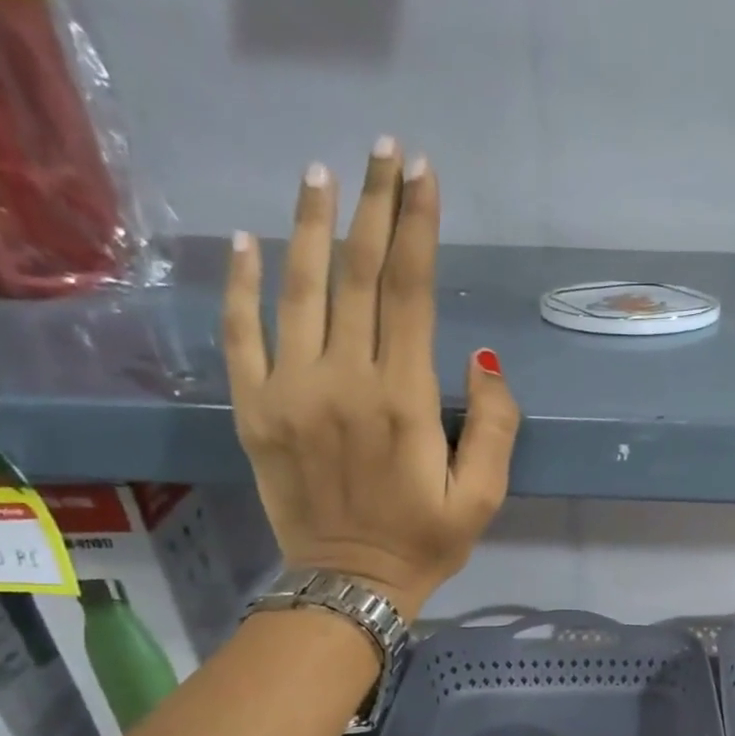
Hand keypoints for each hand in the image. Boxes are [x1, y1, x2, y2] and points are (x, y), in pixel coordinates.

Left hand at [224, 141, 519, 620]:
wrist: (349, 586)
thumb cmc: (425, 542)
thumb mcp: (483, 497)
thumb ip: (494, 428)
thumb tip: (481, 358)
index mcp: (403, 401)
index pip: (410, 292)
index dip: (417, 228)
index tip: (424, 174)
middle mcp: (342, 381)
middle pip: (356, 275)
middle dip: (373, 205)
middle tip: (383, 149)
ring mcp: (289, 391)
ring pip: (297, 289)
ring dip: (310, 225)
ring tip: (322, 172)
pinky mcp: (253, 410)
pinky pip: (239, 334)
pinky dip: (239, 284)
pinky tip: (247, 241)